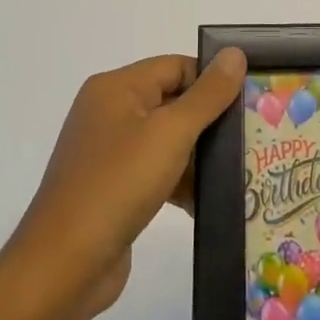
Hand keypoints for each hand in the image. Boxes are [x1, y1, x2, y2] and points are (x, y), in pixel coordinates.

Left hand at [0, 49, 246, 319]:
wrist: (65, 265)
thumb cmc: (118, 184)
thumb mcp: (170, 133)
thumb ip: (207, 94)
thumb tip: (235, 54)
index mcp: (116, 88)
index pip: (176, 67)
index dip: (212, 80)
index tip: (250, 102)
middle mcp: (110, 113)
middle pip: (173, 102)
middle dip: (211, 120)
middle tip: (254, 135)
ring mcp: (110, 153)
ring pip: (168, 141)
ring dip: (201, 155)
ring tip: (243, 170)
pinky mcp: (114, 189)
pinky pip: (157, 172)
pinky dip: (183, 182)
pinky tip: (212, 201)